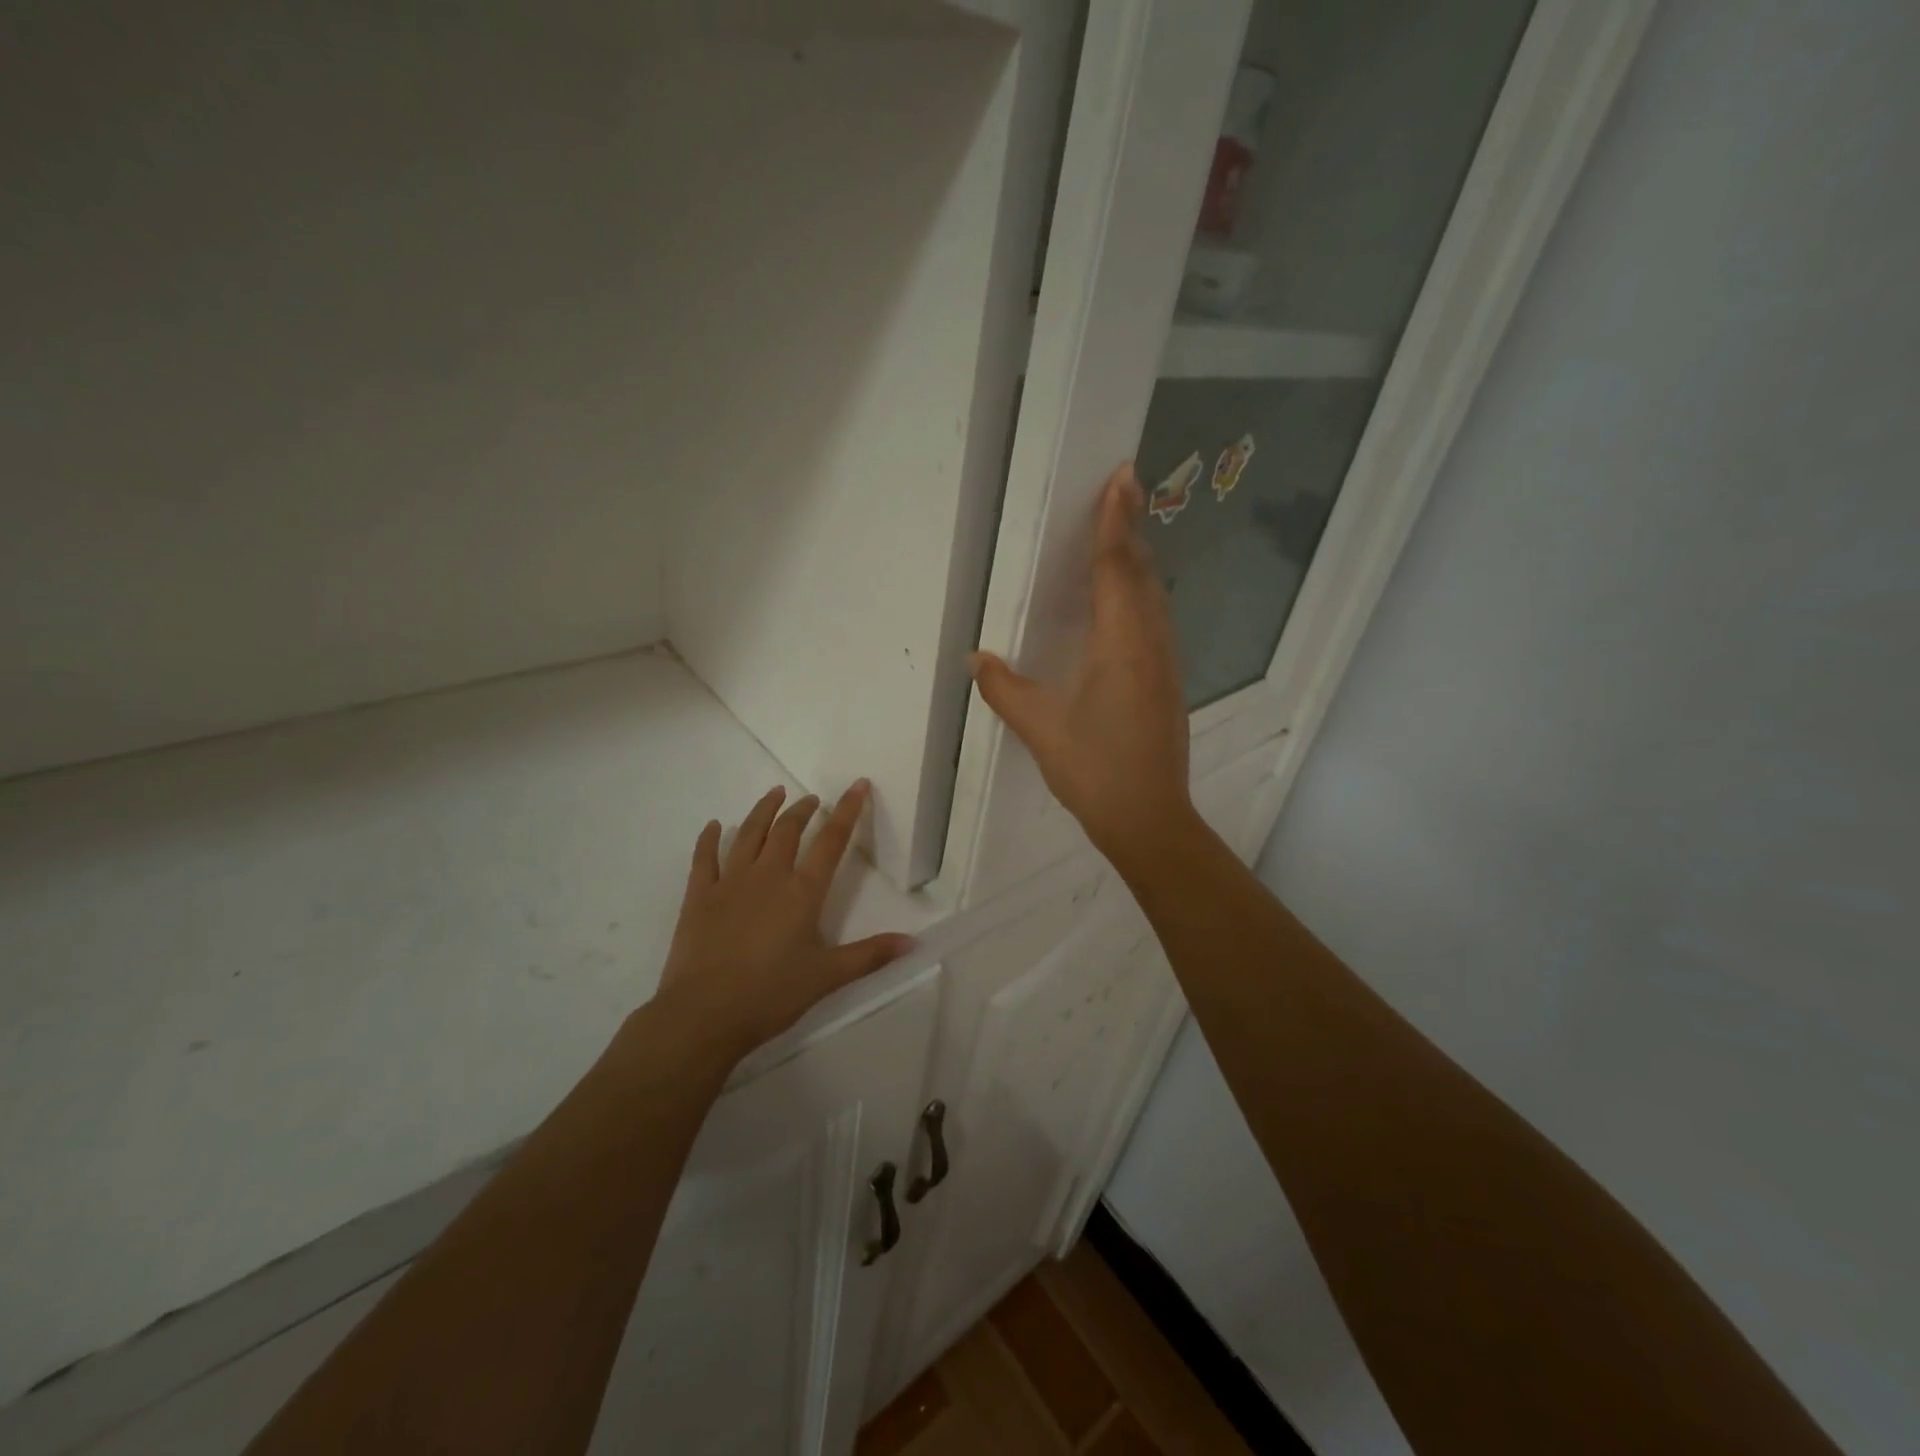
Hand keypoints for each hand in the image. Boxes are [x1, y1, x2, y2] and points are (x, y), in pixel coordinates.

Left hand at [657, 781, 913, 1058]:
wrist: (705, 1013)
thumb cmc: (772, 994)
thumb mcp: (828, 976)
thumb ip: (871, 955)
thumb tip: (914, 942)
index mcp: (803, 892)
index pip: (831, 841)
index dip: (848, 811)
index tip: (857, 785)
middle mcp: (768, 876)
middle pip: (788, 830)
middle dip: (803, 809)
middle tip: (811, 798)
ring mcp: (730, 882)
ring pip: (749, 834)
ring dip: (763, 811)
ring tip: (774, 794)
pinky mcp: (699, 896)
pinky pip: (705, 857)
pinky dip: (710, 838)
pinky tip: (714, 826)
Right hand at [969, 463, 1194, 868]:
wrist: (1150, 818)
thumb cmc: (1095, 770)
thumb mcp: (1041, 728)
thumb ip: (1004, 689)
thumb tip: (974, 659)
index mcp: (1121, 644)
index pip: (1117, 568)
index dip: (1116, 521)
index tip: (1122, 477)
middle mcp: (1150, 643)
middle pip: (1142, 573)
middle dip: (1131, 528)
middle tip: (1122, 489)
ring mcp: (1165, 662)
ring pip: (1154, 596)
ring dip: (1138, 560)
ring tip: (1121, 533)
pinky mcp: (1167, 681)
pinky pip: (1155, 619)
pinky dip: (1141, 592)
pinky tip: (1127, 601)